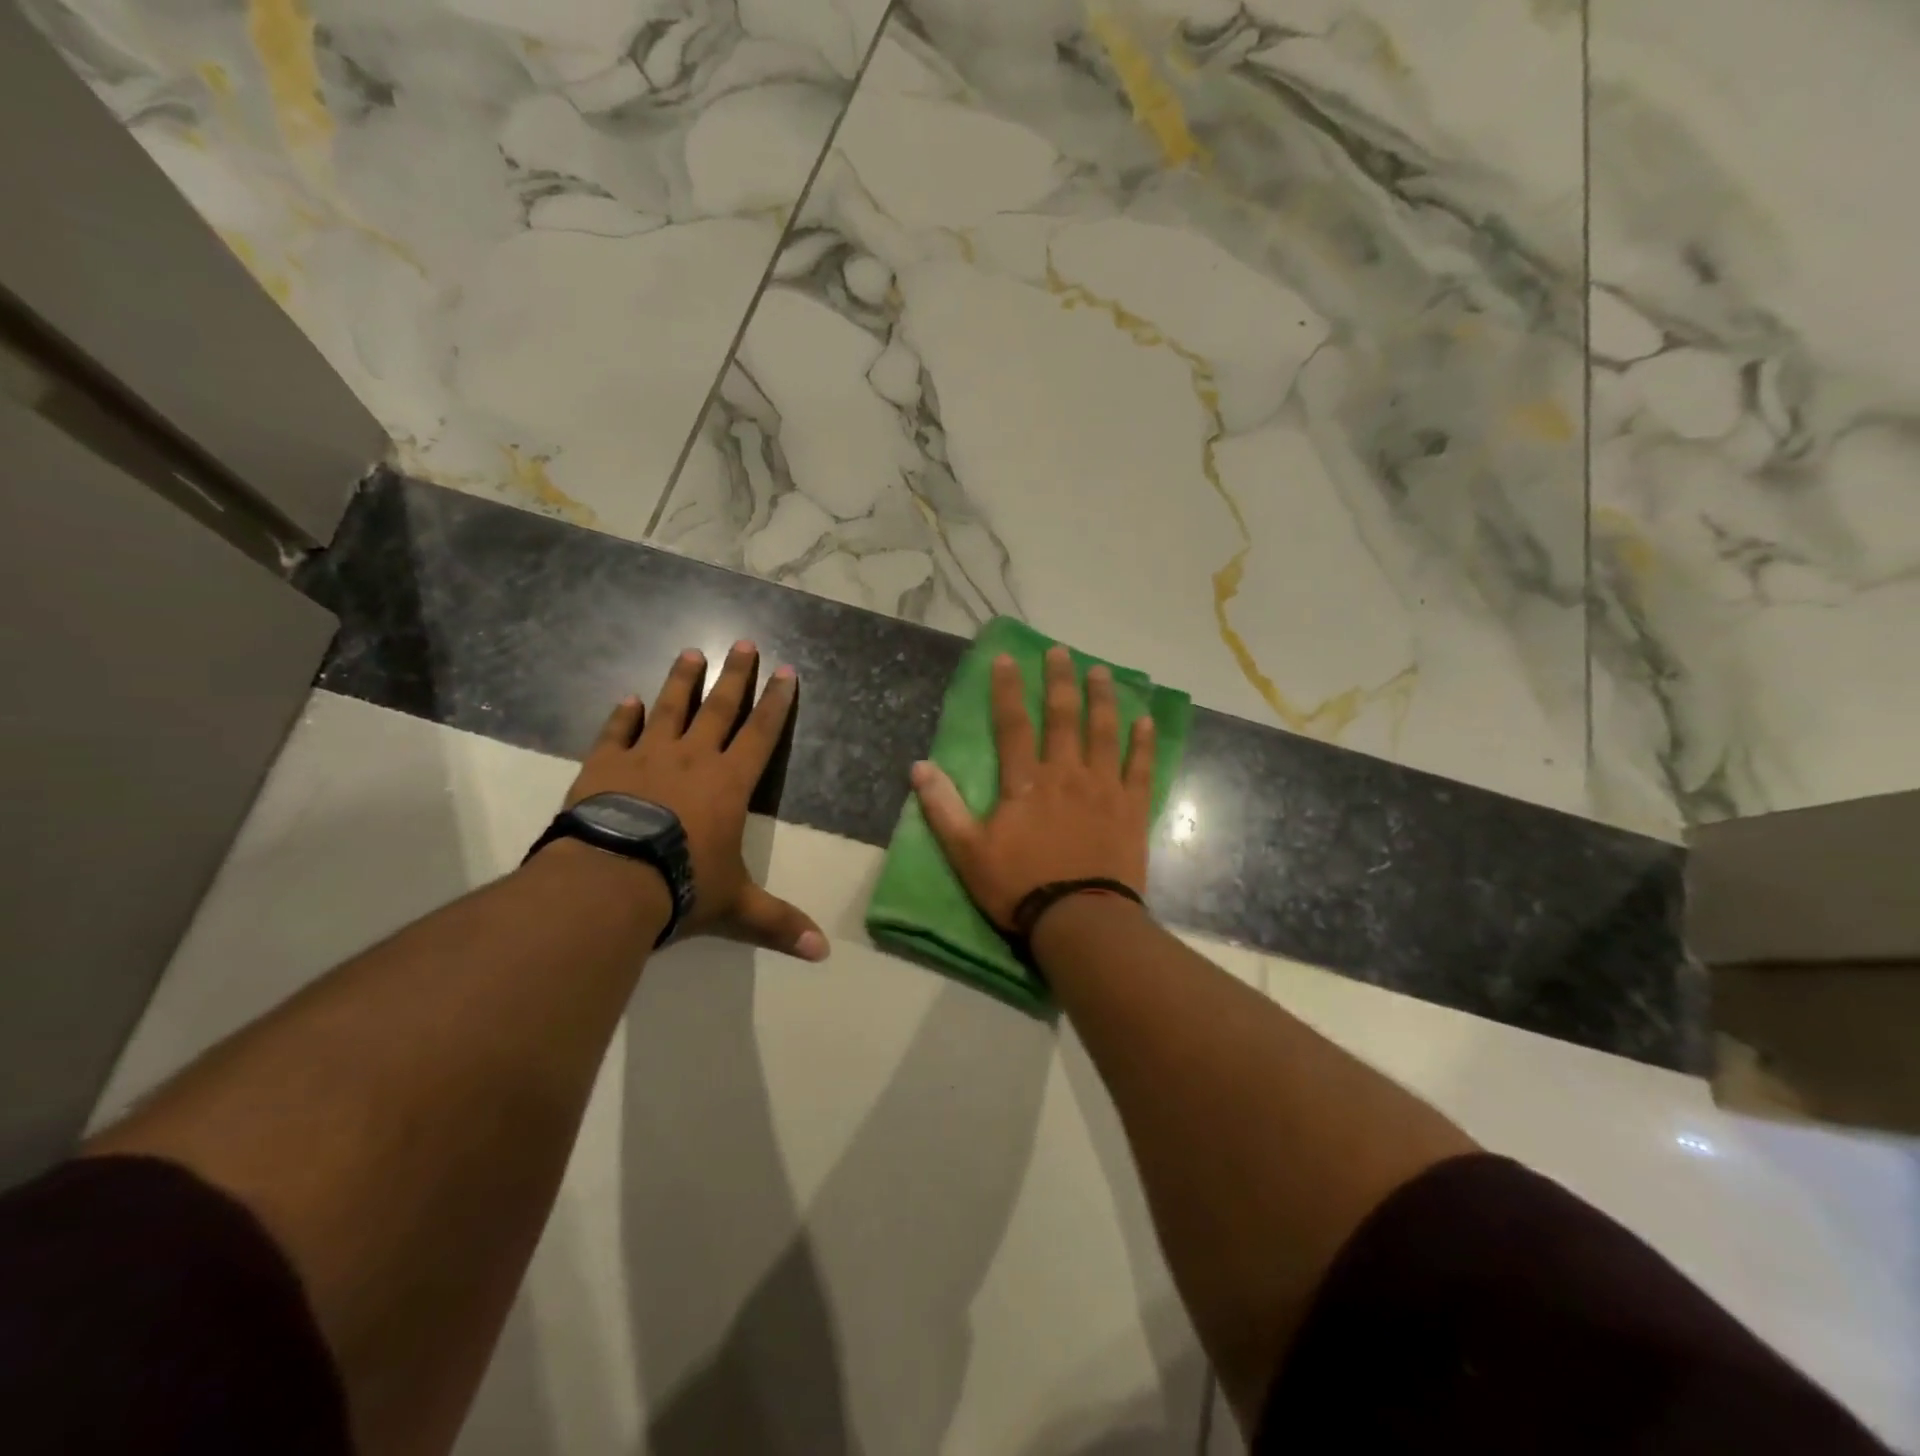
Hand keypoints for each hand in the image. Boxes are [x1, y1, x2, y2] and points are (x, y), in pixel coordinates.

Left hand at [563, 641, 827, 960]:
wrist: (611, 880)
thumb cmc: (683, 885)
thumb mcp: (736, 907)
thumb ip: (778, 924)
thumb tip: (824, 953)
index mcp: (730, 784)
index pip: (762, 734)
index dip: (776, 703)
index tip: (786, 671)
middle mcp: (693, 758)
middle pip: (720, 707)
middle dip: (735, 675)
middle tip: (743, 643)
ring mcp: (646, 757)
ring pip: (669, 708)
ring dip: (682, 681)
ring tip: (691, 652)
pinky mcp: (604, 765)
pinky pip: (616, 732)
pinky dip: (622, 715)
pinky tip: (626, 698)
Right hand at [910, 645, 1153, 930]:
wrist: (1079, 919)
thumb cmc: (1019, 886)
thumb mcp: (967, 852)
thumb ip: (943, 808)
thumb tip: (919, 767)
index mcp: (1026, 782)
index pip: (1013, 724)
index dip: (1007, 689)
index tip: (1006, 658)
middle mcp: (1066, 773)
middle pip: (1064, 717)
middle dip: (1061, 680)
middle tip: (1062, 651)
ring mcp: (1103, 788)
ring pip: (1104, 732)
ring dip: (1102, 699)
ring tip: (1101, 671)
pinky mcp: (1131, 809)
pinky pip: (1140, 768)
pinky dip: (1142, 743)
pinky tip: (1145, 720)